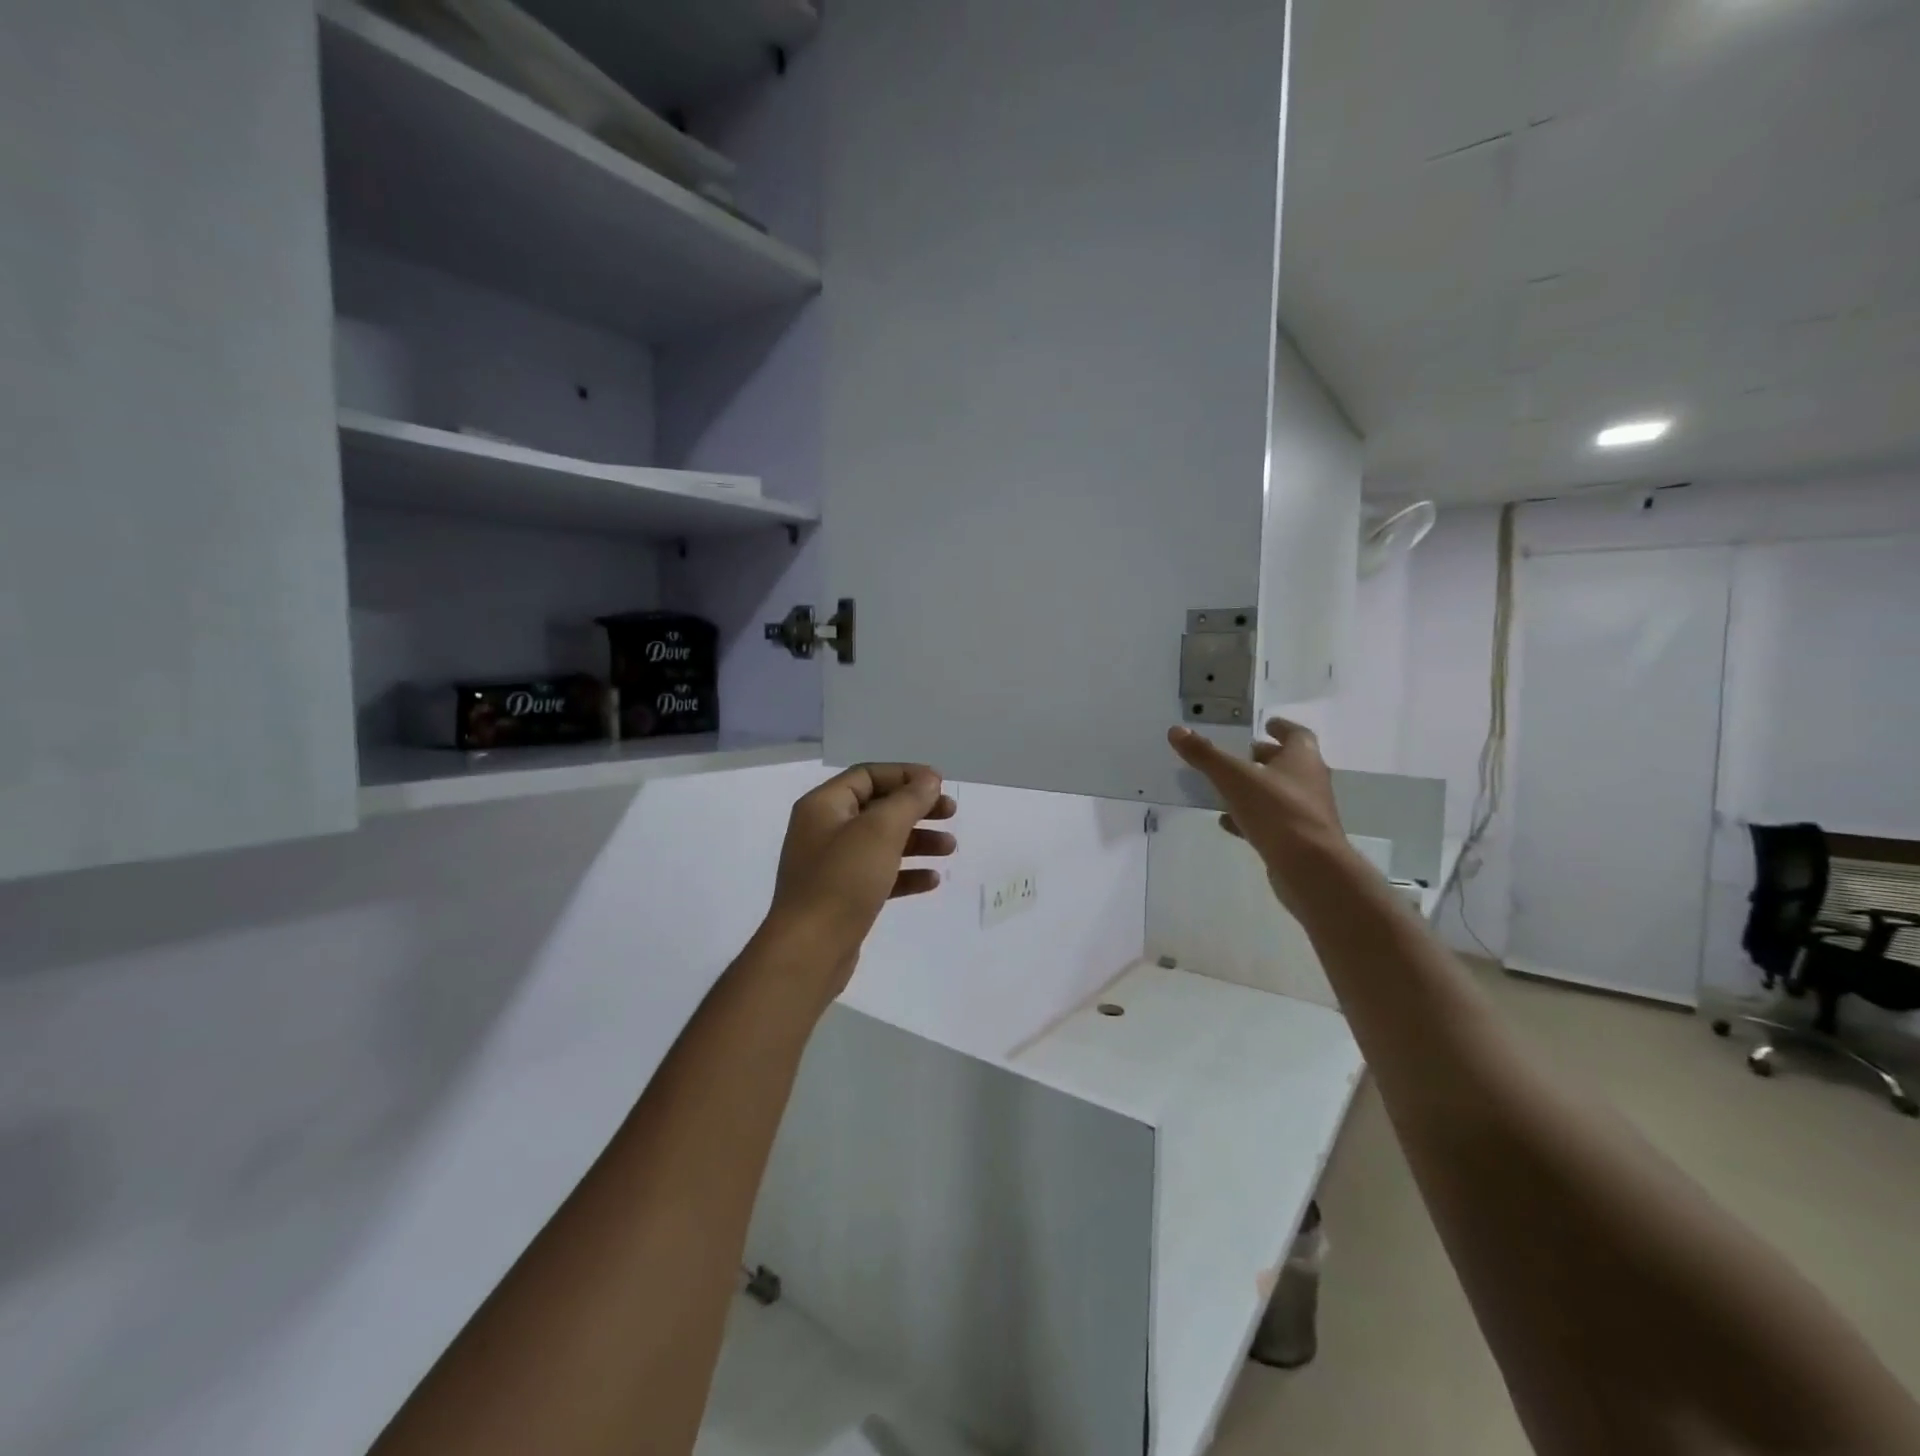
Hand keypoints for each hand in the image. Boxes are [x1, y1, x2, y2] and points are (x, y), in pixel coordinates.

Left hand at [761, 764, 957, 993]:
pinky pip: (879, 874)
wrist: (809, 950)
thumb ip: (908, 800)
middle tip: (951, 813)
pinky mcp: (842, 897)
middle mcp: (824, 830)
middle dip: (917, 808)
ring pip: (882, 842)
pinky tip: (932, 880)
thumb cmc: (843, 880)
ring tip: (950, 848)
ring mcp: (832, 865)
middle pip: (878, 807)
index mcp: (824, 806)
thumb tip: (929, 780)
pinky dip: (905, 873)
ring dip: (918, 840)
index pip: (868, 775)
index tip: (940, 784)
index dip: (905, 775)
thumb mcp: (880, 831)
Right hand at [1168, 718, 1350, 912]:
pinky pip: (1271, 822)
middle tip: (1241, 754)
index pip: (1297, 735)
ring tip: (1227, 787)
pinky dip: (1250, 818)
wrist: (1310, 868)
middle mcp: (1309, 782)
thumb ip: (1206, 755)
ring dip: (1256, 788)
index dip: (1282, 728)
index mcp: (1302, 759)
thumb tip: (1176, 730)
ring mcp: (1305, 813)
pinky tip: (1227, 822)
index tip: (1266, 724)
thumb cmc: (1277, 811)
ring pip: (1279, 794)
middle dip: (1265, 758)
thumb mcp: (1235, 778)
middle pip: (1288, 764)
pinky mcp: (1297, 840)